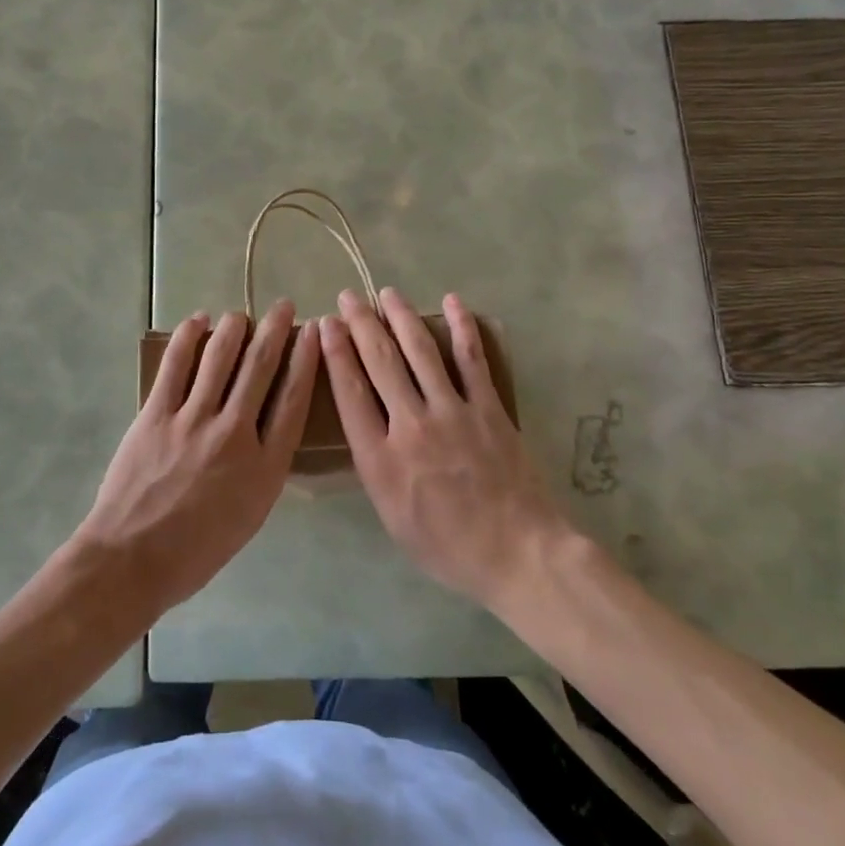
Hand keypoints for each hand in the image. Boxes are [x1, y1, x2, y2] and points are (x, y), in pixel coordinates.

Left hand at [75, 302, 318, 617]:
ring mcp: (193, 420)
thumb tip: (267, 425)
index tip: (313, 333)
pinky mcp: (156, 414)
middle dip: (275, 330)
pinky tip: (197, 320)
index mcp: (265, 466)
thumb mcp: (251, 515)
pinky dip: (188, 337)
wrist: (132, 560)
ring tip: (240, 315)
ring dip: (233, 328)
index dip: (306, 359)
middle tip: (282, 306)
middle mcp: (235, 435)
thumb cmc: (197, 550)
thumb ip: (265, 466)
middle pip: (261, 368)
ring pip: (220, 357)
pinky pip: (176, 365)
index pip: (294, 398)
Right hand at [322, 288, 571, 611]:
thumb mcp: (391, 517)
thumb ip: (375, 467)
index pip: (349, 393)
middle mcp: (411, 426)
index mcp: (381, 460)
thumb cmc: (447, 546)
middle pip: (380, 363)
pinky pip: (471, 359)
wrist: (517, 553)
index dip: (335, 353)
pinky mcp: (487, 408)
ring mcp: (452, 412)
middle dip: (361, 324)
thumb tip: (366, 427)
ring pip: (420, 352)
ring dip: (400, 317)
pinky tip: (451, 302)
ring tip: (387, 293)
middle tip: (348, 297)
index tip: (327, 325)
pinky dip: (461, 327)